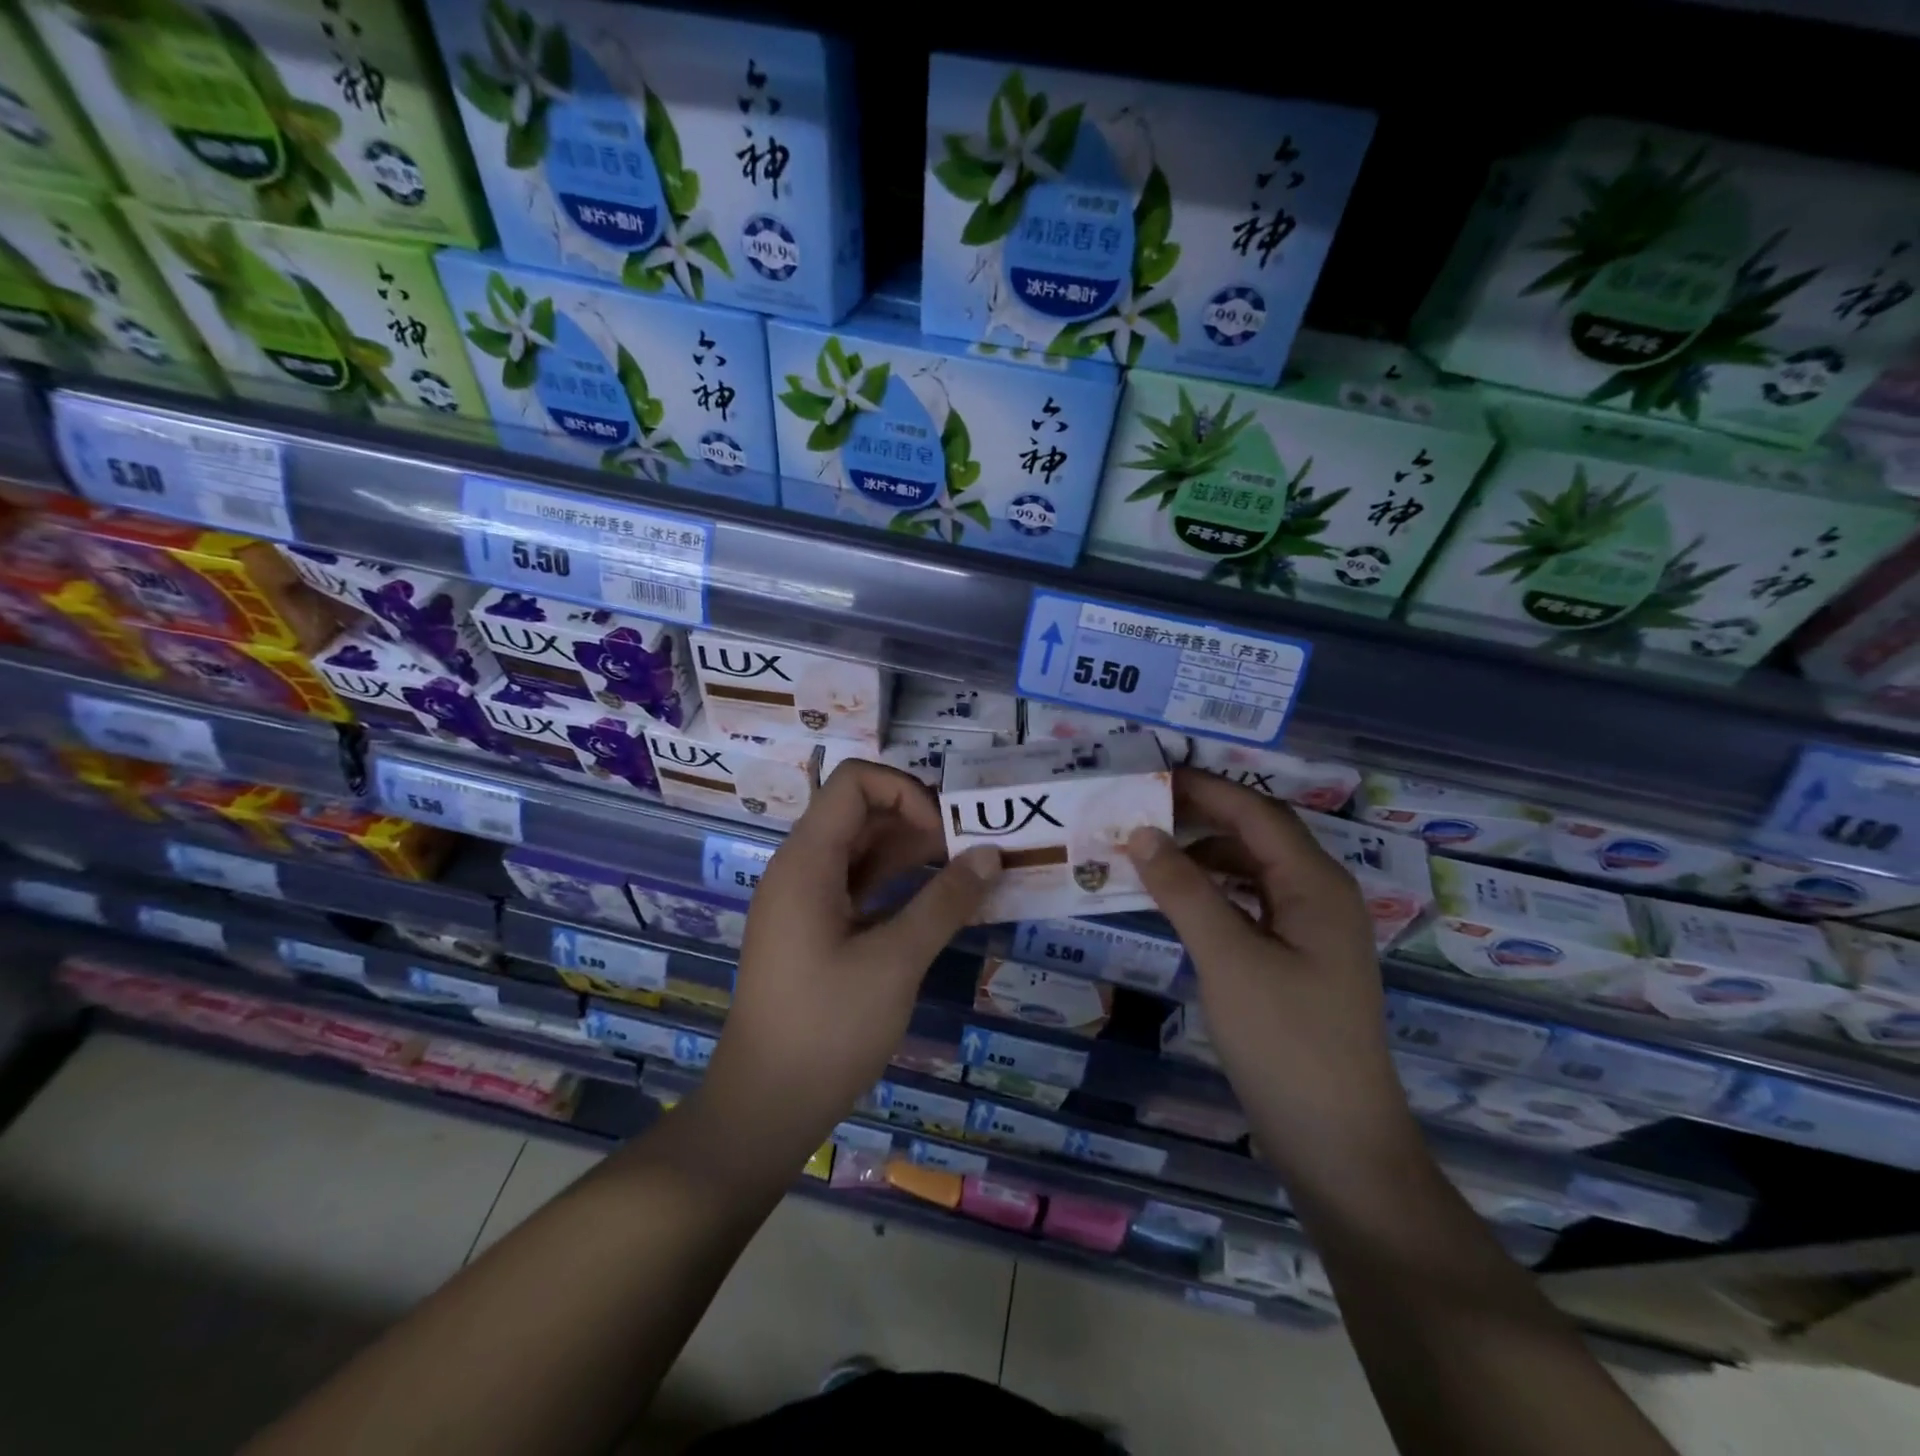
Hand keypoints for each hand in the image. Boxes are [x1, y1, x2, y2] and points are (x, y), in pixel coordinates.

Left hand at [699, 760, 1001, 1172]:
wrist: (764, 1106)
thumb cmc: (827, 1029)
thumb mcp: (896, 962)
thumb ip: (945, 902)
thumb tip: (991, 854)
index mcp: (807, 861)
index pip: (854, 782)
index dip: (905, 792)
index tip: (945, 834)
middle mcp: (800, 868)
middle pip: (859, 812)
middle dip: (917, 820)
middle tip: (970, 850)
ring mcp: (804, 900)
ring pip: (860, 849)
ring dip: (910, 852)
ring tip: (964, 872)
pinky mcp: (812, 929)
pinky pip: (856, 884)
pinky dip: (895, 883)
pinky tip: (935, 902)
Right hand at [1124, 770, 1415, 1181]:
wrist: (1339, 1143)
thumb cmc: (1287, 1043)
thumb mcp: (1228, 959)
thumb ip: (1184, 890)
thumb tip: (1141, 833)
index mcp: (1315, 884)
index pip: (1255, 811)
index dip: (1203, 787)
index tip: (1148, 775)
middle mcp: (1319, 895)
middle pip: (1256, 834)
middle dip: (1199, 815)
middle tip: (1136, 810)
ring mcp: (1309, 930)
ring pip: (1251, 869)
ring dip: (1202, 853)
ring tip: (1147, 849)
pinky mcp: (1295, 960)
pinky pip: (1249, 903)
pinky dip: (1211, 891)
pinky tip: (1177, 899)